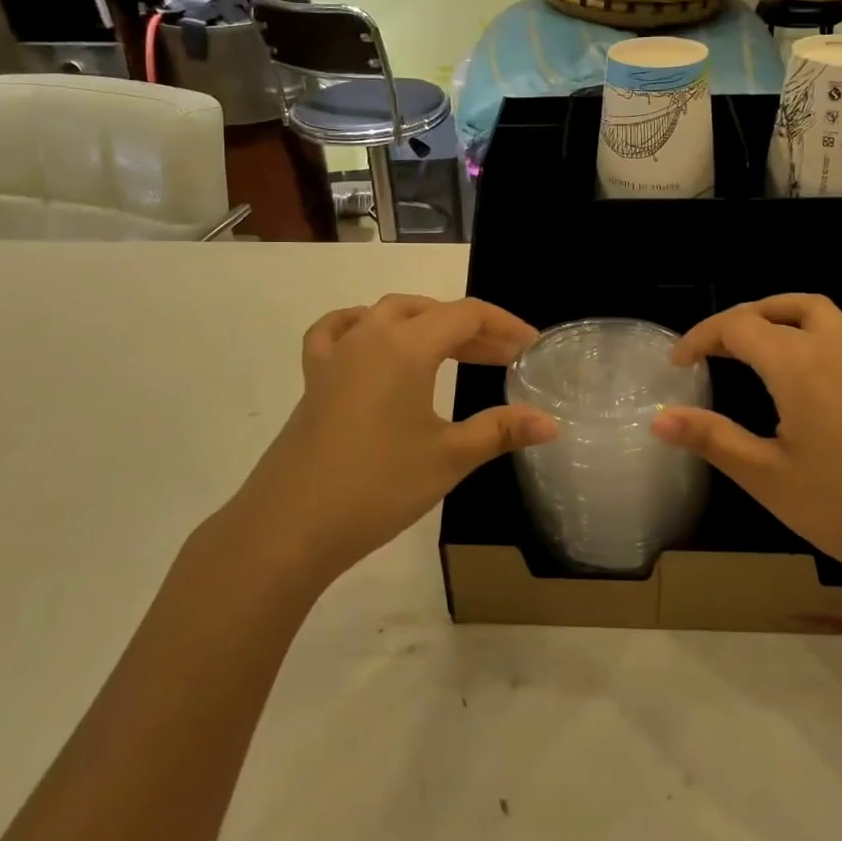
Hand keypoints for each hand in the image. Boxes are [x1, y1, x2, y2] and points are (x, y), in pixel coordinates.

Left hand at [222, 295, 557, 591]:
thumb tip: (552, 424)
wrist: (289, 528)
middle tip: (503, 359)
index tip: (531, 347)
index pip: (466, 315)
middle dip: (472, 330)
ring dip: (426, 324)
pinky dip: (362, 325)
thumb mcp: (448, 458)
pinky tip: (372, 340)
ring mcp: (336, 355)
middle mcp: (370, 336)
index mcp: (406, 346)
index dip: (505, 326)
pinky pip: (337, 331)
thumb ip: (501, 431)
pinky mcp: (314, 378)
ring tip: (453, 350)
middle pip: (430, 312)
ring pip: (388, 315)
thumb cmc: (377, 487)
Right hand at [650, 294, 841, 607]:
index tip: (677, 365)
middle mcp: (832, 349)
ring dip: (783, 314)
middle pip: (778, 309)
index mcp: (797, 366)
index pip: (737, 327)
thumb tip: (659, 419)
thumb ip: (711, 439)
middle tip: (713, 350)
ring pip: (820, 311)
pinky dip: (828, 330)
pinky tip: (822, 359)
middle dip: (739, 321)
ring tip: (760, 341)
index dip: (701, 338)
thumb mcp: (766, 477)